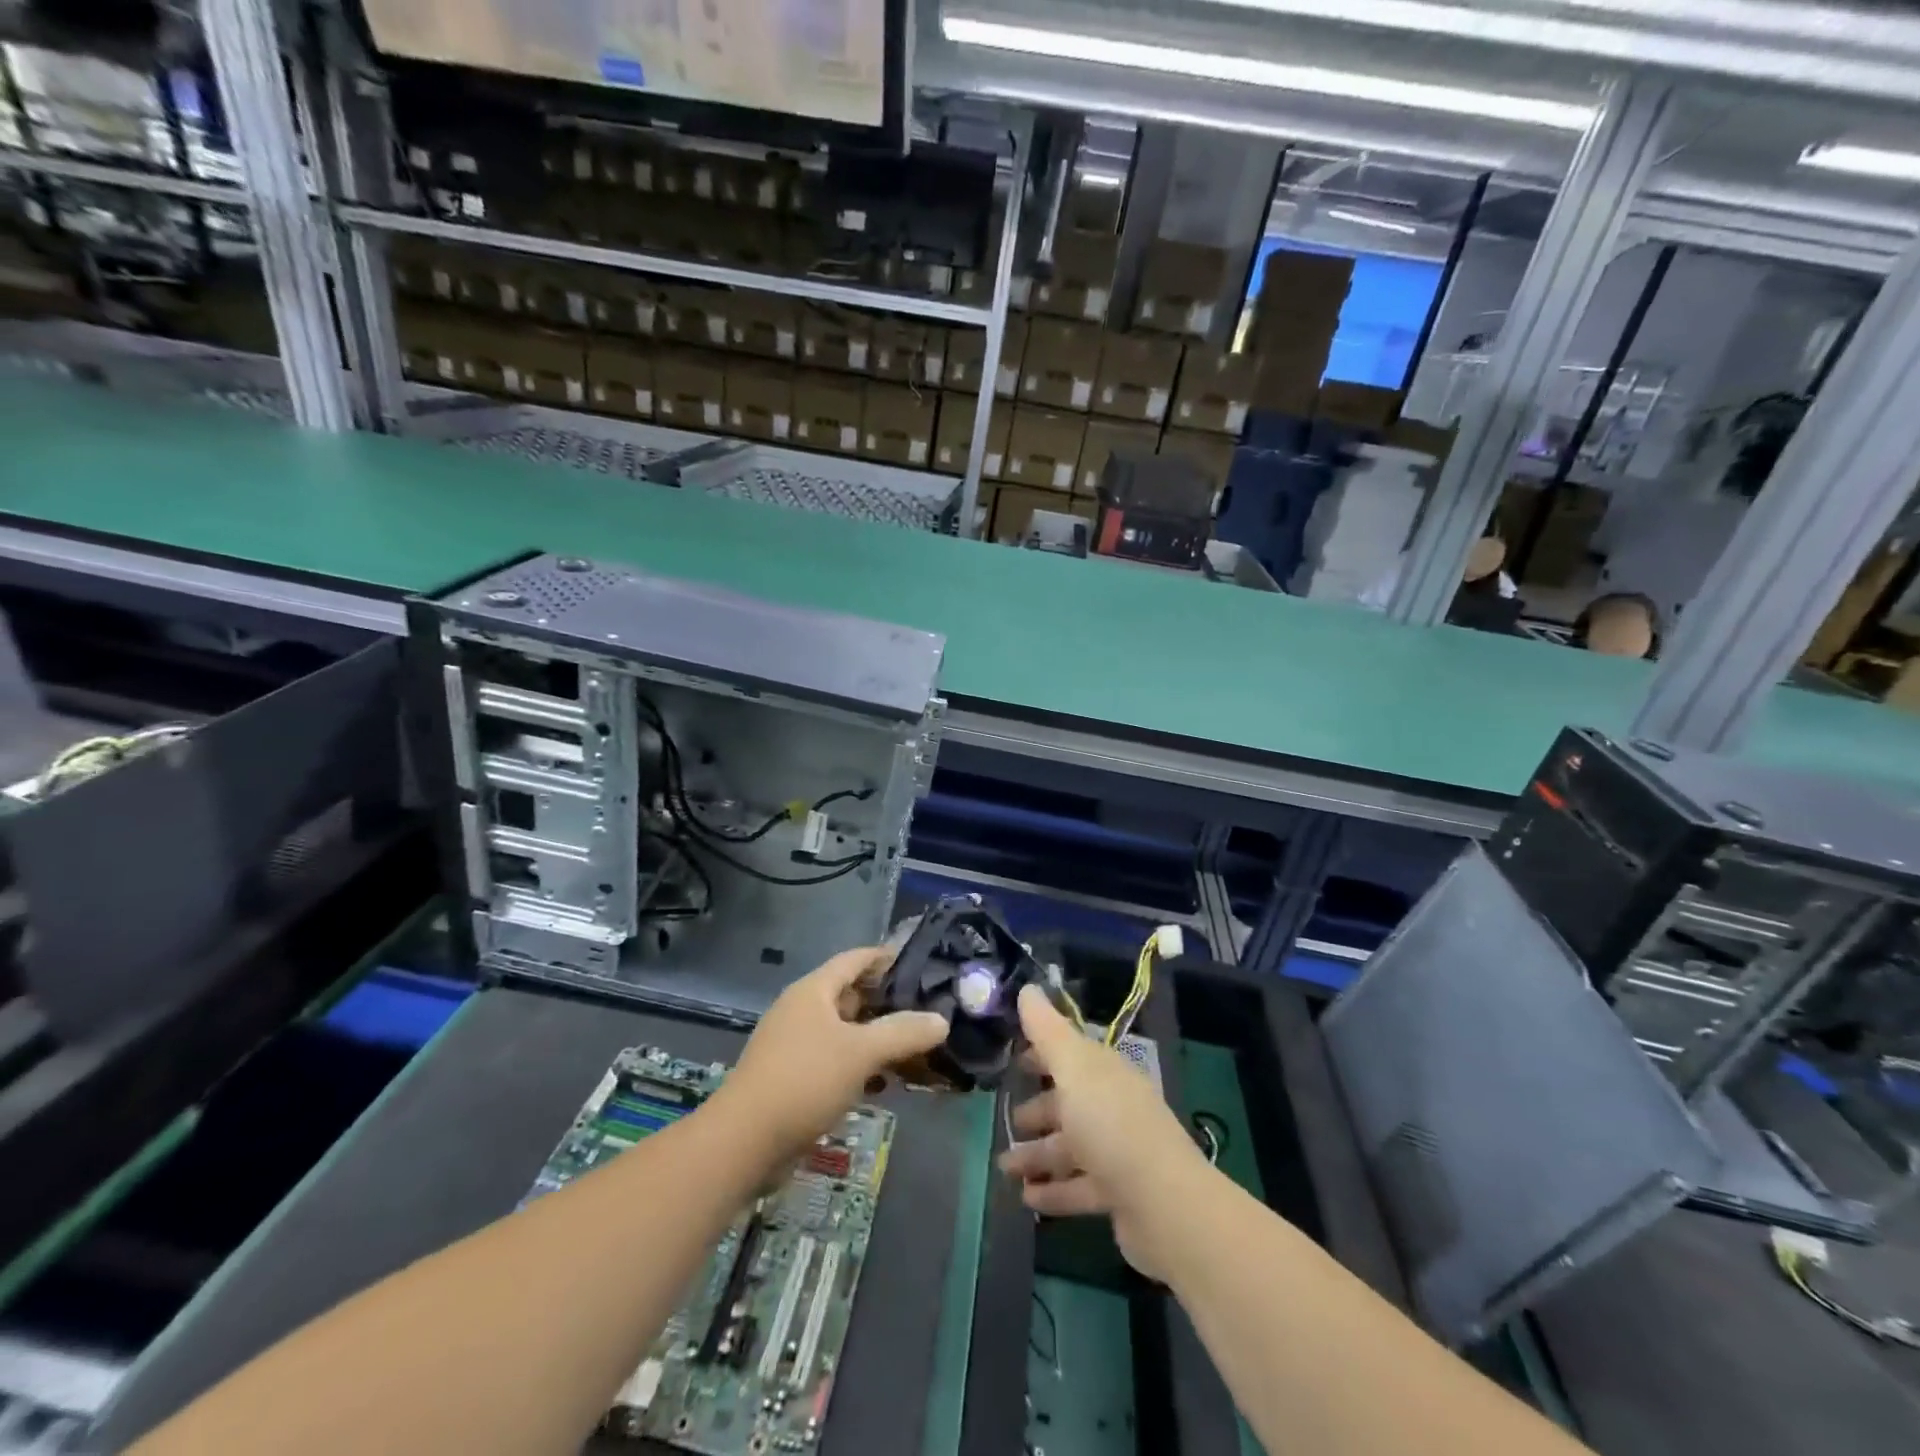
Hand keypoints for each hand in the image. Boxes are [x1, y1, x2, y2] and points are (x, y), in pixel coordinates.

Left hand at [714, 947, 949, 1159]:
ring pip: (843, 1031)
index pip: (854, 959)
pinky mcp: (791, 1078)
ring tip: (912, 1046)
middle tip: (924, 1008)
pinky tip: (882, 1082)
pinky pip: (833, 1060)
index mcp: (813, 991)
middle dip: (885, 1001)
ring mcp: (793, 1045)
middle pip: (849, 995)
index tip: (918, 962)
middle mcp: (801, 1010)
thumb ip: (903, 1033)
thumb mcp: (861, 1052)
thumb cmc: (804, 1080)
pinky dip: (858, 1064)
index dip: (884, 957)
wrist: (744, 1142)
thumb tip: (941, 1020)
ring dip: (874, 1037)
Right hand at [998, 985, 1211, 1279]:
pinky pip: (1078, 1187)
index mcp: (1105, 1073)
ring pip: (1070, 1148)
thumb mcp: (1075, 1069)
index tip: (1013, 1058)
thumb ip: (1047, 1031)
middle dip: (1039, 1109)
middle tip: (1008, 1120)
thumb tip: (1027, 987)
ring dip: (1038, 1155)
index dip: (1042, 1054)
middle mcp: (1113, 1107)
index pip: (1071, 1054)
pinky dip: (1054, 1191)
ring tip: (1005, 1167)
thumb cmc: (1112, 1126)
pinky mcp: (1118, 1194)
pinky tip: (1026, 1197)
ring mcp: (1118, 1152)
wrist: (1166, 1206)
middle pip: (1071, 1103)